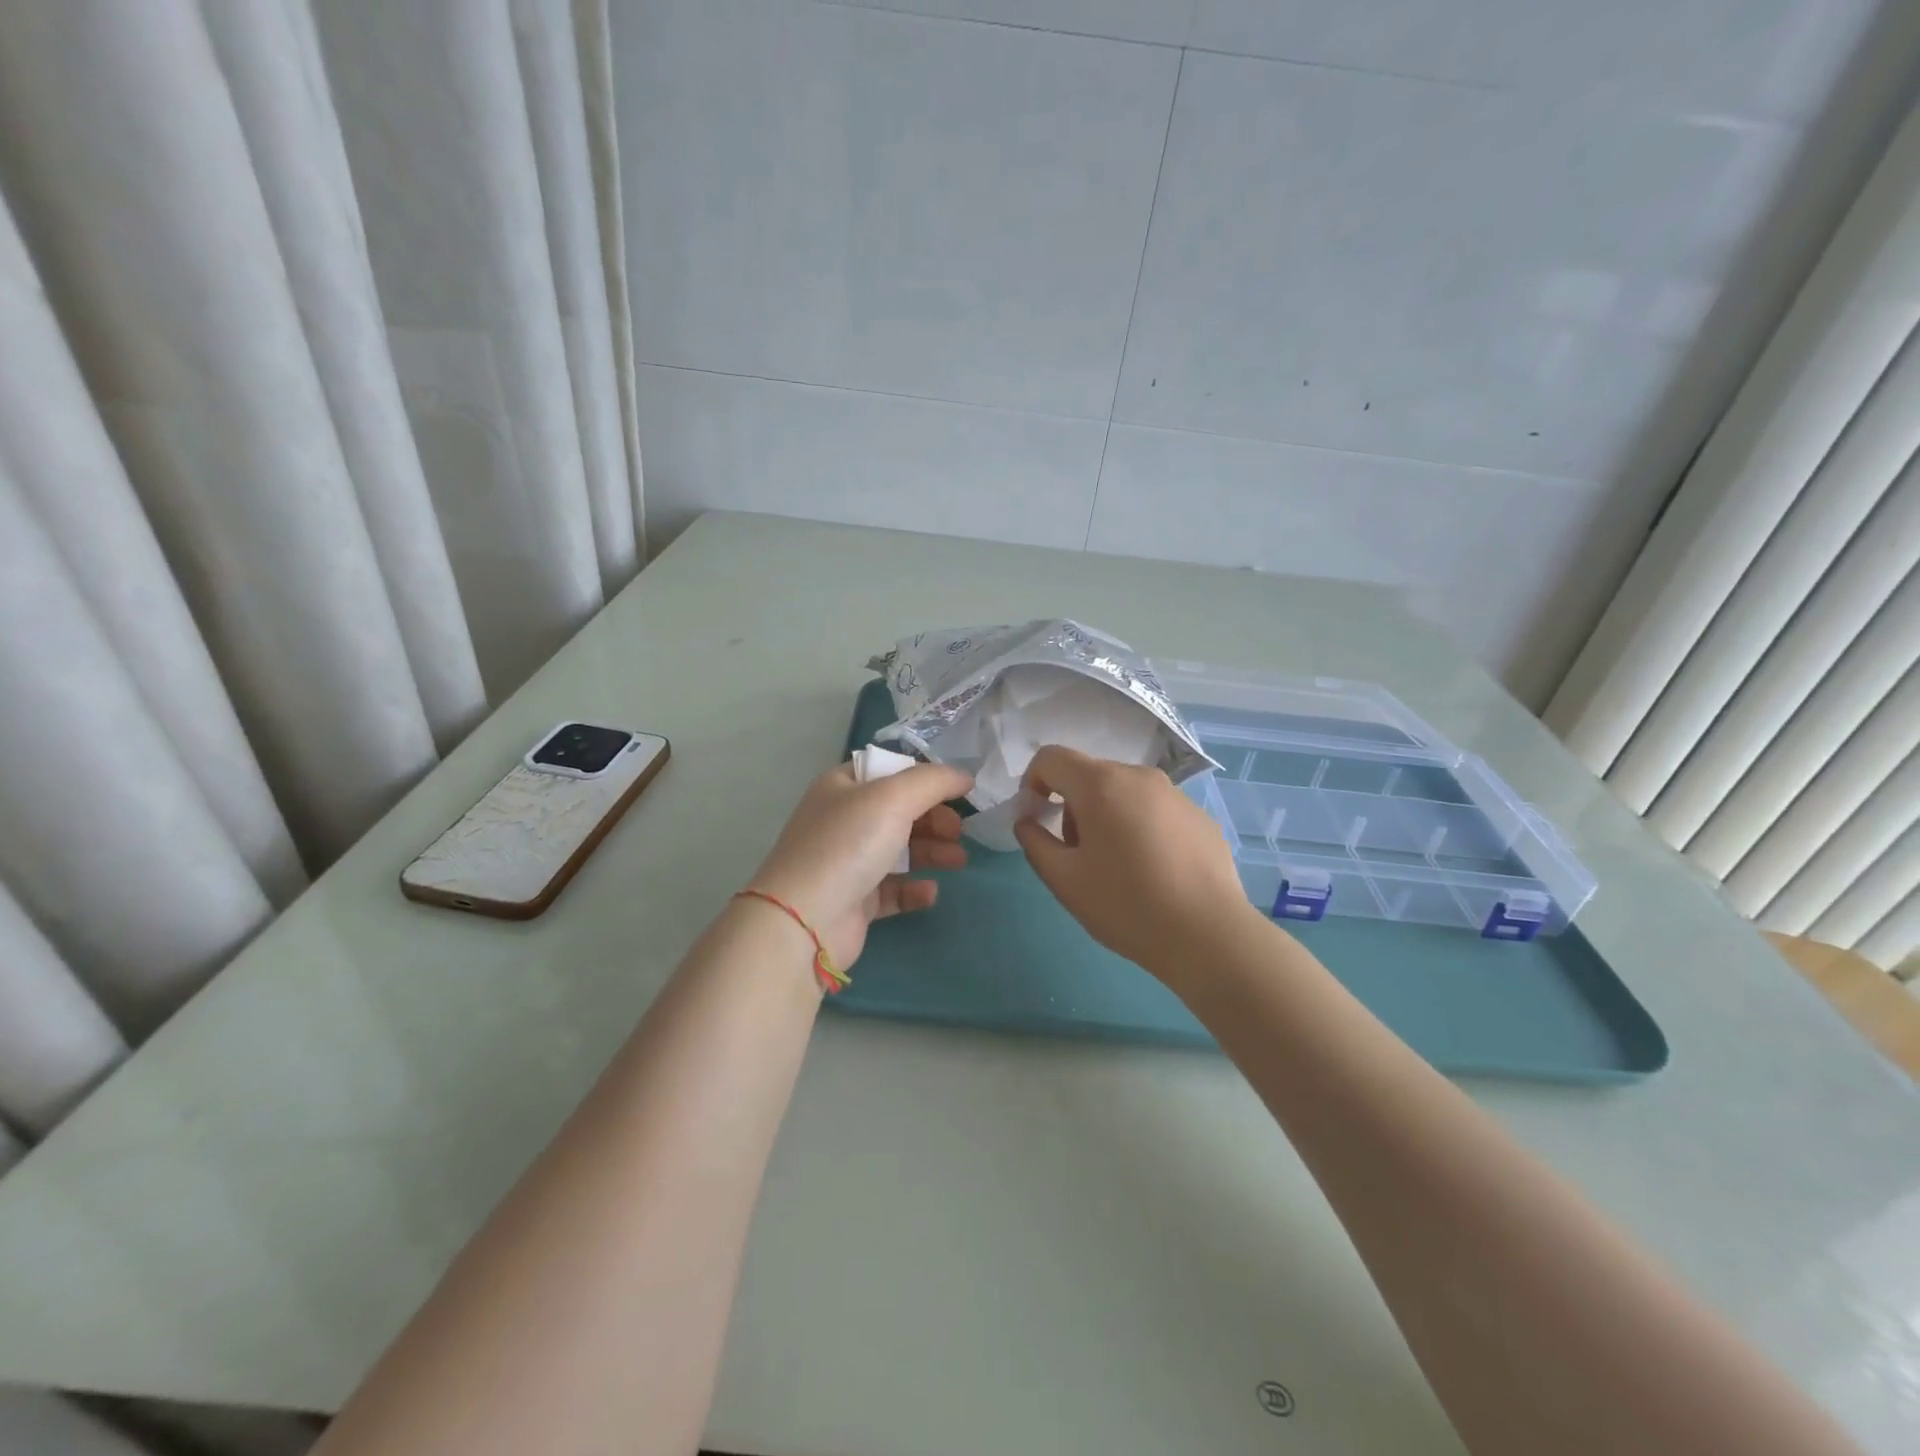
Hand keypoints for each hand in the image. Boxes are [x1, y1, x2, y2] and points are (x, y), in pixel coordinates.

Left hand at [746, 760, 972, 971]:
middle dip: (934, 818)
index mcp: (842, 786)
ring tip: (959, 861)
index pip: (890, 771)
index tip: (959, 792)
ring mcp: (846, 862)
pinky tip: (930, 891)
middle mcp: (842, 820)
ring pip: (899, 850)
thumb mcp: (893, 797)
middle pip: (899, 811)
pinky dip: (913, 888)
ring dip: (932, 851)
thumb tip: (964, 776)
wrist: (805, 919)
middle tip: (959, 831)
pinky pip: (891, 889)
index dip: (925, 778)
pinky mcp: (854, 900)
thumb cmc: (847, 845)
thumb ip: (933, 781)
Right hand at [1013, 745, 1263, 980]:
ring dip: (1107, 817)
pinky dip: (1141, 828)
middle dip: (1072, 806)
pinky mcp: (1199, 816)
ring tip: (1118, 867)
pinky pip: (1155, 810)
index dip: (1032, 783)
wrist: (1208, 935)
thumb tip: (1028, 821)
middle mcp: (1139, 776)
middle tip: (1078, 855)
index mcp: (1101, 784)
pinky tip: (1154, 872)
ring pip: (1124, 792)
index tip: (1037, 819)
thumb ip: (1034, 842)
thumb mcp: (1064, 880)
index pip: (1051, 758)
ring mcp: (1175, 794)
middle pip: (1089, 775)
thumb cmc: (1126, 905)